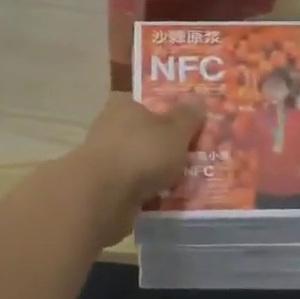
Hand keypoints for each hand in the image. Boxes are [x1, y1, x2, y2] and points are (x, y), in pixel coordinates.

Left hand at [68, 94, 206, 246]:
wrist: (102, 198)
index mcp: (123, 105)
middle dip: (164, 145)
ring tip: (186, 181)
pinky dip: (148, 192)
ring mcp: (103, 159)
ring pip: (139, 162)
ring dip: (157, 171)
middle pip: (143, 133)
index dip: (165, 110)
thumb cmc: (141, 152)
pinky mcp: (102, 188)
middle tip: (192, 155)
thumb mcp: (175, 130)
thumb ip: (187, 116)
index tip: (184, 124)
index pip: (144, 101)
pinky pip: (134, 187)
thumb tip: (197, 99)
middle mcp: (109, 127)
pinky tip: (168, 200)